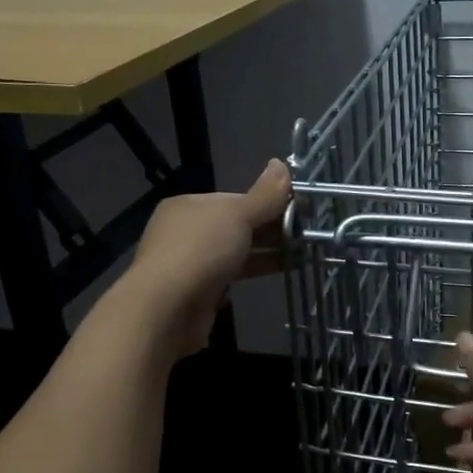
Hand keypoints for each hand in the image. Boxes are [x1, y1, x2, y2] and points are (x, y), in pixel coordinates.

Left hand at [122, 159, 290, 354]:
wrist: (165, 309)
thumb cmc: (201, 252)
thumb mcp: (238, 215)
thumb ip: (264, 194)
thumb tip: (281, 163)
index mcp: (189, 205)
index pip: (236, 199)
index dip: (268, 203)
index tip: (298, 212)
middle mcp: (186, 231)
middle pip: (236, 226)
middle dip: (270, 229)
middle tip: (306, 235)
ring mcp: (190, 263)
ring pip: (235, 251)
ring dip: (267, 252)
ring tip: (302, 254)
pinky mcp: (197, 291)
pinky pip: (232, 275)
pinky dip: (254, 272)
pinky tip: (278, 272)